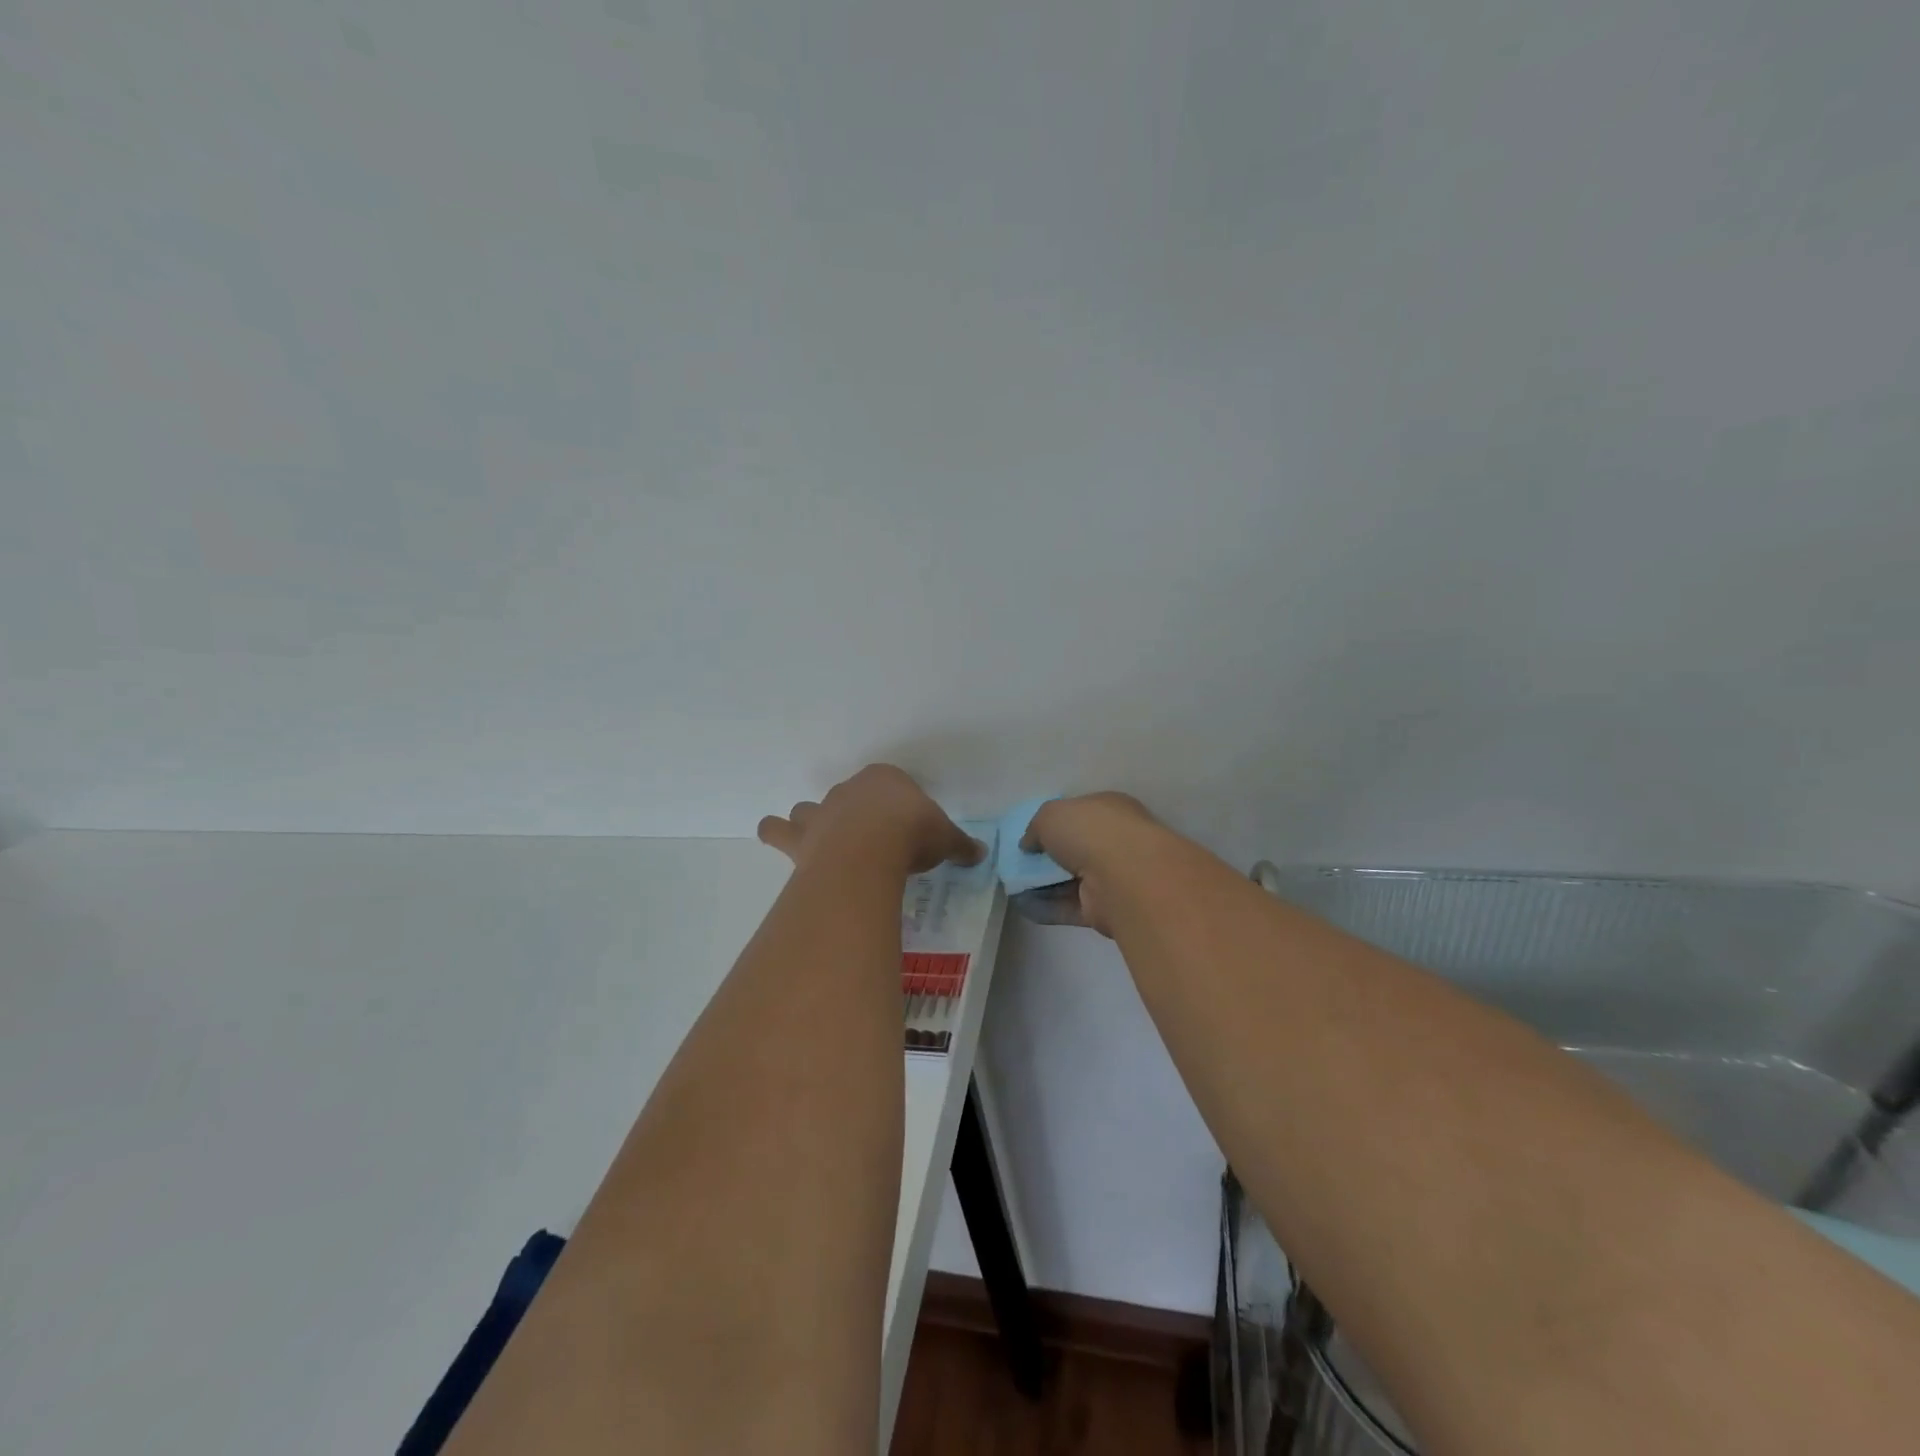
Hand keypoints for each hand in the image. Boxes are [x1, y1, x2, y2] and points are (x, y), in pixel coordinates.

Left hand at [758, 765, 984, 875]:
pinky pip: (777, 831)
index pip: (890, 785)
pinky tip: (777, 839)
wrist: (871, 849)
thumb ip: (960, 845)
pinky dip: (776, 834)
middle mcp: (848, 791)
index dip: (896, 806)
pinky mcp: (800, 837)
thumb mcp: (946, 839)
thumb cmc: (912, 834)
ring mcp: (821, 812)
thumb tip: (980, 853)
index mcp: (885, 780)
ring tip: (818, 839)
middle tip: (868, 841)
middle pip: (847, 797)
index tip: (905, 827)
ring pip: (807, 810)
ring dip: (810, 822)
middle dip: (854, 814)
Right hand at [1021, 792, 1162, 936]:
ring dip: (1044, 884)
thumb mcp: (1051, 814)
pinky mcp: (1105, 909)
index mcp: (1110, 810)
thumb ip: (1036, 827)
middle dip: (1049, 855)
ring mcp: (1112, 878)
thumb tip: (1030, 844)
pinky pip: (1069, 906)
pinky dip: (1046, 907)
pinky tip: (1022, 906)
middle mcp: (1115, 842)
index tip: (1032, 834)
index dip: (1056, 822)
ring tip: (1013, 885)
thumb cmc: (1091, 831)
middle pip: (1076, 848)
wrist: (1124, 877)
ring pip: (1072, 879)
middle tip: (1020, 861)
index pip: (1081, 813)